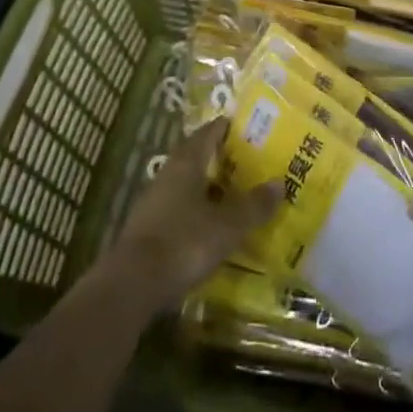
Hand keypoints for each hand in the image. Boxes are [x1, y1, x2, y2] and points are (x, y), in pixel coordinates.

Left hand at [110, 118, 279, 305]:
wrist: (132, 285)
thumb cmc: (183, 243)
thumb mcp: (227, 226)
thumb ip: (253, 206)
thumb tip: (280, 183)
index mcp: (187, 162)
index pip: (209, 132)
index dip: (227, 127)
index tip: (247, 126)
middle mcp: (168, 173)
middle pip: (195, 156)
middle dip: (218, 157)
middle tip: (246, 160)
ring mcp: (154, 201)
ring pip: (185, 183)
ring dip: (206, 185)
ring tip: (231, 193)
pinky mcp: (147, 228)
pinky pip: (177, 208)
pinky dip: (194, 210)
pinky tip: (208, 226)